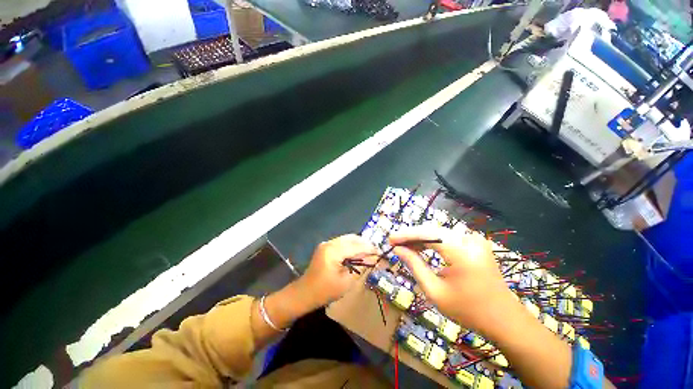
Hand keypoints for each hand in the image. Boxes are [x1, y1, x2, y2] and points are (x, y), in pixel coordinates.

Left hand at [297, 234, 378, 307]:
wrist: (304, 293)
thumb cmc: (325, 291)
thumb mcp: (346, 282)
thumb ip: (360, 267)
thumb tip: (372, 258)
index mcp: (333, 252)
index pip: (355, 246)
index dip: (369, 248)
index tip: (379, 251)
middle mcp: (330, 243)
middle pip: (352, 238)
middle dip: (364, 243)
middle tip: (375, 251)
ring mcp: (326, 243)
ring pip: (347, 238)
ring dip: (358, 243)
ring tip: (368, 252)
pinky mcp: (325, 246)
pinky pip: (342, 242)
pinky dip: (351, 245)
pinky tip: (356, 252)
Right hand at [390, 226, 516, 337]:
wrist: (505, 320)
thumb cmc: (468, 310)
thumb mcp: (435, 291)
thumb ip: (415, 265)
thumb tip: (398, 249)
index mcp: (462, 252)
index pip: (428, 234)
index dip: (406, 235)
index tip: (390, 239)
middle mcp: (470, 240)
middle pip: (433, 231)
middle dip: (412, 237)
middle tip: (395, 244)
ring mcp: (475, 240)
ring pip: (439, 233)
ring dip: (421, 239)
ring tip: (405, 247)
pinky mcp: (476, 243)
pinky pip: (449, 238)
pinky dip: (433, 242)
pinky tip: (422, 248)